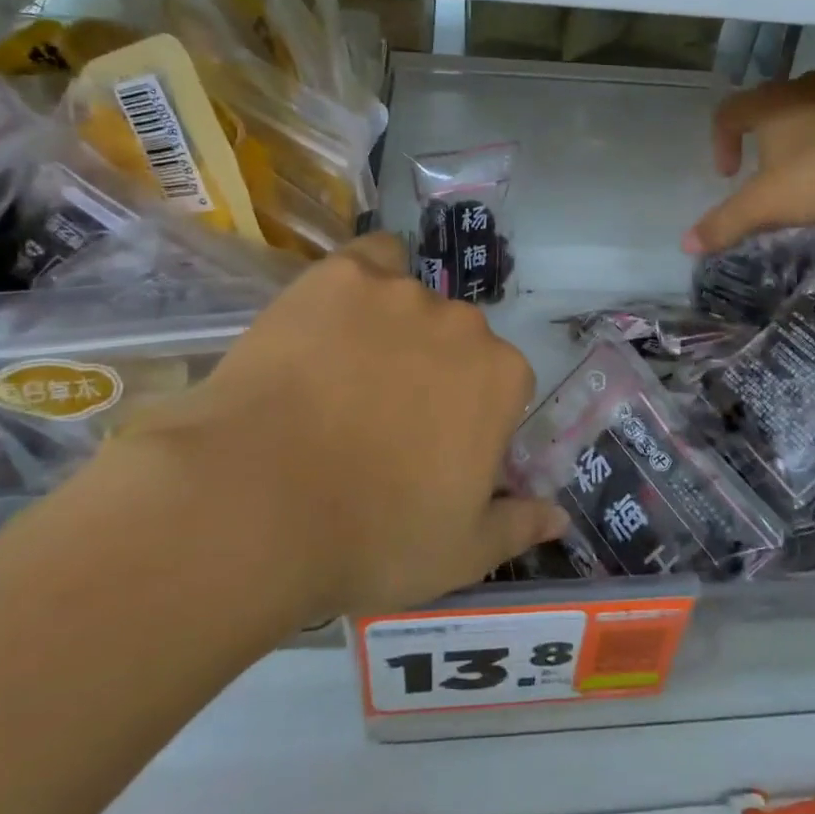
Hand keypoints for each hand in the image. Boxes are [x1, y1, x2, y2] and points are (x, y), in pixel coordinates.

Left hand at [90, 234, 565, 623]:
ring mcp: (400, 293)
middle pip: (457, 340)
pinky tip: (336, 311)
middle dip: (433, 371)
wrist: (255, 503)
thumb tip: (559, 515)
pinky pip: (371, 258)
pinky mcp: (339, 275)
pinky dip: (366, 277)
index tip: (432, 449)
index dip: (471, 417)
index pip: (501, 384)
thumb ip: (518, 525)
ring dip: (394, 329)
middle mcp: (462, 324)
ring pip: (412, 301)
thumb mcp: (460, 554)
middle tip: (382, 418)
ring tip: (343, 375)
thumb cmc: (371, 537)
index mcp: (501, 378)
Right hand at [685, 70, 814, 253]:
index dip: (721, 141)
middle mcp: (802, 87)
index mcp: (768, 105)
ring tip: (811, 163)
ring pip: (814, 103)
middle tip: (770, 169)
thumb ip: (725, 223)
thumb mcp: (765, 206)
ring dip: (806, 129)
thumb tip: (685, 245)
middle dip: (764, 134)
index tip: (729, 174)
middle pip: (771, 103)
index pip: (729, 112)